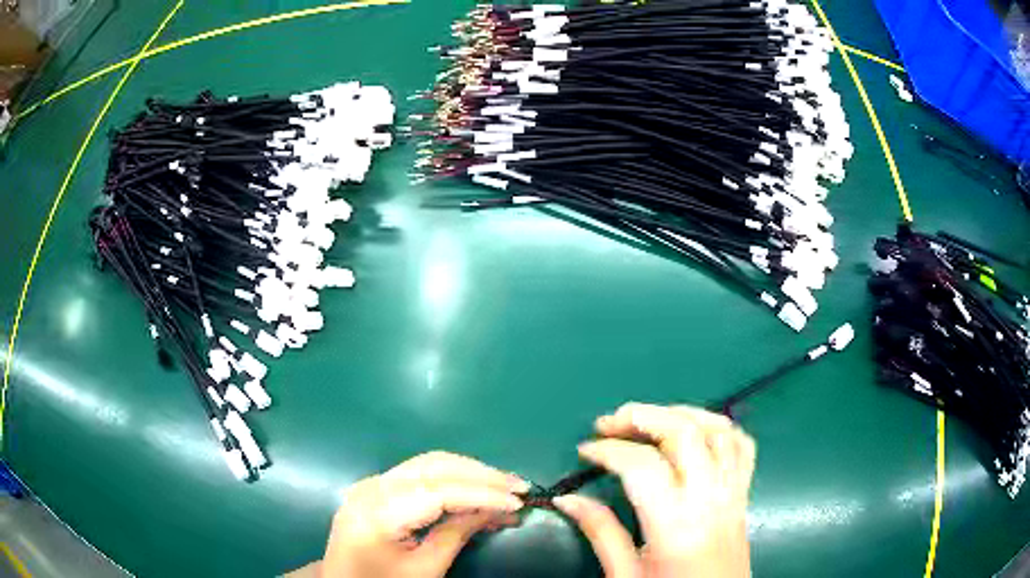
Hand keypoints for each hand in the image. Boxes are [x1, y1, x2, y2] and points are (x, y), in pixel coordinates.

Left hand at [315, 451, 529, 577]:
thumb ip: (457, 534)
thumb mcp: (425, 570)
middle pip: (434, 466)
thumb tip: (497, 509)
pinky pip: (419, 472)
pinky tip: (475, 488)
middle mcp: (372, 487)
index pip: (439, 491)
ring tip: (505, 486)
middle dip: (481, 475)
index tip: (518, 502)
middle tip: (519, 487)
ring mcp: (371, 483)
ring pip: (428, 463)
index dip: (482, 494)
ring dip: (470, 471)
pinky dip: (452, 477)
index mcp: (378, 512)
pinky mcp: (375, 486)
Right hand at [554, 403, 754, 577]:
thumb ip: (600, 532)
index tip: (585, 450)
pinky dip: (718, 429)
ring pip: (718, 430)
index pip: (642, 466)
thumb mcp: (625, 574)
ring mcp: (733, 492)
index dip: (609, 451)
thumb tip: (567, 498)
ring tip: (650, 419)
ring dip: (681, 413)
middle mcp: (709, 499)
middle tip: (610, 422)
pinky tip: (695, 433)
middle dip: (642, 417)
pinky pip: (743, 446)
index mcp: (675, 524)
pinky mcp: (744, 494)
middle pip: (683, 433)